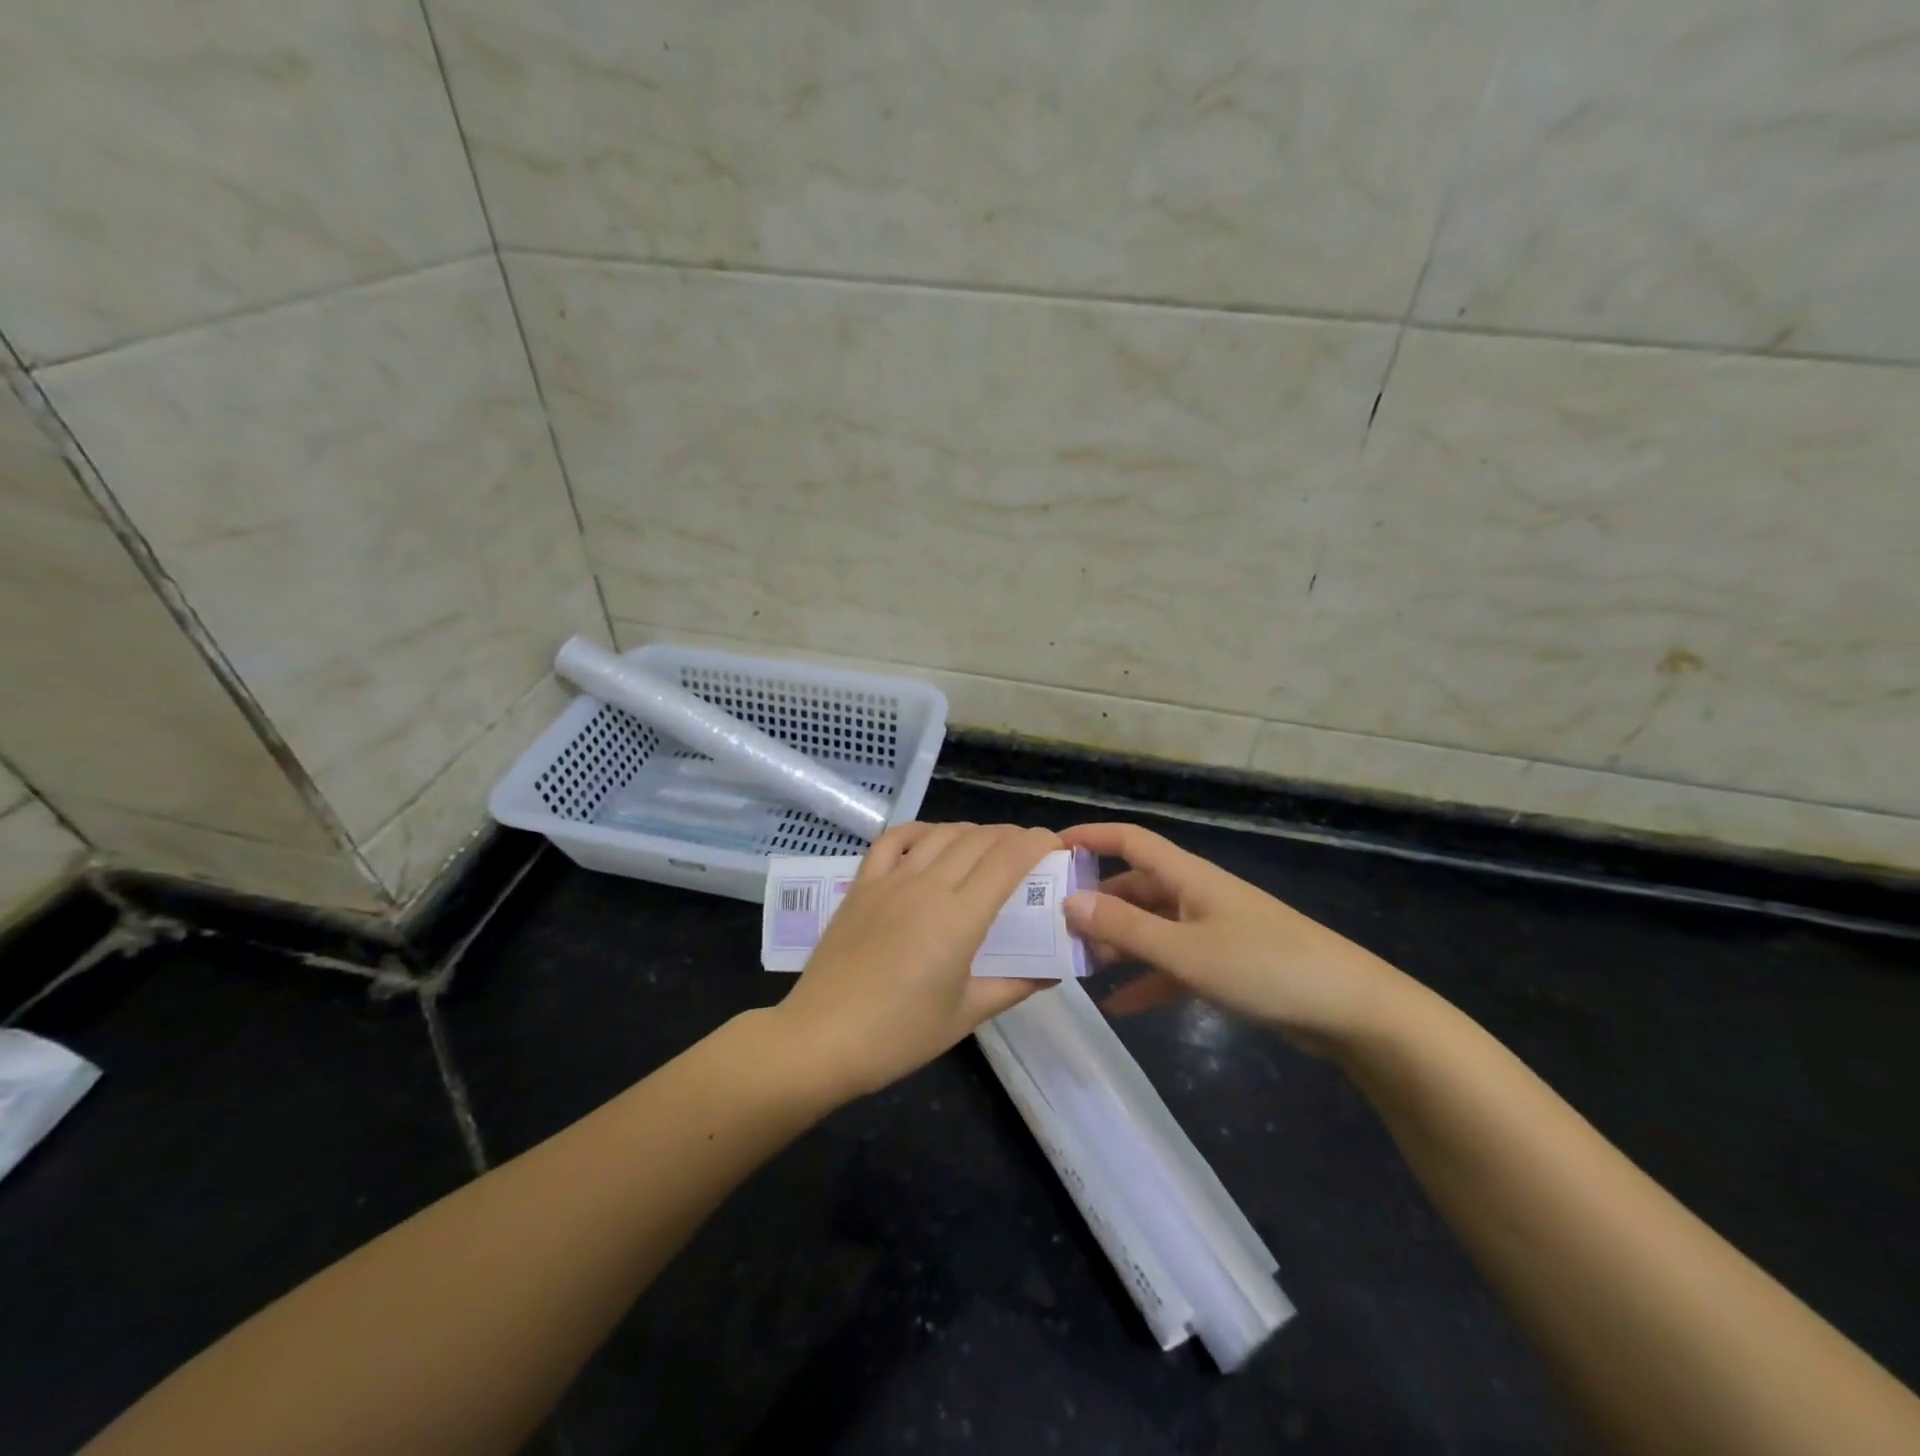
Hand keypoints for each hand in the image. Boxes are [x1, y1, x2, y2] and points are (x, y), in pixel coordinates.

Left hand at [774, 822, 1059, 1097]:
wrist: (822, 1039)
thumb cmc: (899, 1035)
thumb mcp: (966, 1015)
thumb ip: (1014, 986)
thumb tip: (1053, 973)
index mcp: (959, 918)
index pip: (1008, 860)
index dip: (1036, 843)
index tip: (1054, 844)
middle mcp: (928, 886)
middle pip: (979, 840)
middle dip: (1011, 835)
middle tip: (1028, 849)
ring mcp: (890, 881)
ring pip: (940, 834)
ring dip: (971, 831)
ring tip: (987, 844)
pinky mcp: (861, 885)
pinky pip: (892, 840)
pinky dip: (919, 830)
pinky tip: (931, 837)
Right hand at [1059, 822, 1406, 1054]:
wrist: (1350, 1010)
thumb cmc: (1264, 966)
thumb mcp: (1185, 950)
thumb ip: (1124, 928)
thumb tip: (1069, 902)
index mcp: (1187, 876)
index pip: (1129, 840)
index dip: (1090, 837)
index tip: (1048, 850)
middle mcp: (1195, 894)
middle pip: (1134, 886)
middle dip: (1095, 903)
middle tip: (1054, 926)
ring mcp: (1211, 929)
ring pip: (1151, 927)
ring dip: (1117, 944)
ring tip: (1077, 967)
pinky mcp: (1225, 963)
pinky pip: (1173, 964)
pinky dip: (1147, 979)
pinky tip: (1119, 1005)